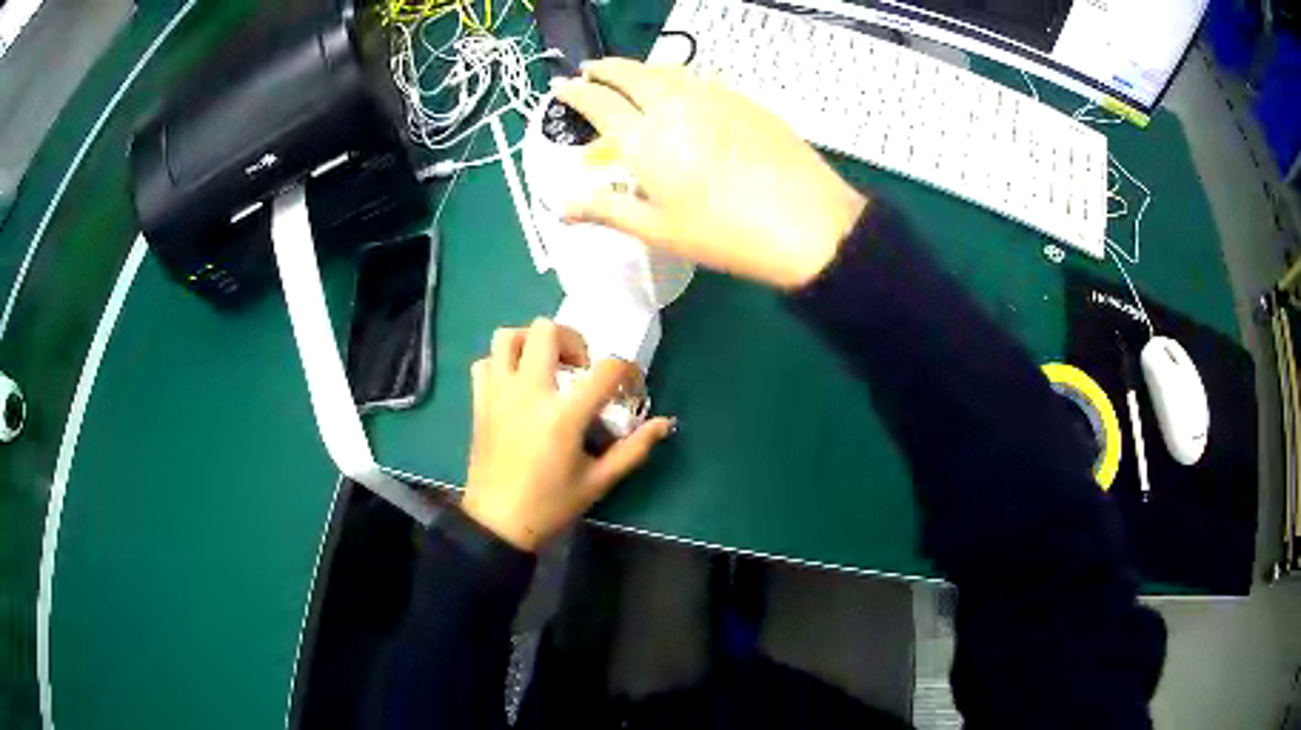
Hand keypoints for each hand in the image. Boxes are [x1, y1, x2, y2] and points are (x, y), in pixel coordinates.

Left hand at [461, 319, 675, 550]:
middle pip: (547, 330)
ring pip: (508, 336)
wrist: (498, 523)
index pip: (606, 368)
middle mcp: (529, 392)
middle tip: (579, 368)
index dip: (626, 370)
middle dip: (572, 340)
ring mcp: (499, 393)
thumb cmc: (551, 505)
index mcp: (564, 415)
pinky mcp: (479, 402)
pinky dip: (501, 363)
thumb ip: (633, 448)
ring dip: (531, 342)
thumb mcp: (599, 481)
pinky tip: (516, 384)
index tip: (628, 386)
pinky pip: (485, 362)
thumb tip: (664, 423)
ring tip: (545, 366)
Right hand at [555, 58, 867, 289]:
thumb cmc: (726, 235)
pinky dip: (675, 75)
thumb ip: (607, 210)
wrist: (809, 224)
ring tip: (629, 75)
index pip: (599, 103)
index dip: (577, 93)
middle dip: (605, 69)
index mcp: (645, 139)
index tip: (563, 87)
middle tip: (591, 70)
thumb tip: (561, 208)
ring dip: (640, 68)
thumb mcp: (660, 230)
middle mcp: (674, 106)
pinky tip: (680, 88)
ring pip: (666, 70)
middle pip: (631, 74)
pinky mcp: (744, 100)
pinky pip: (698, 77)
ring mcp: (713, 97)